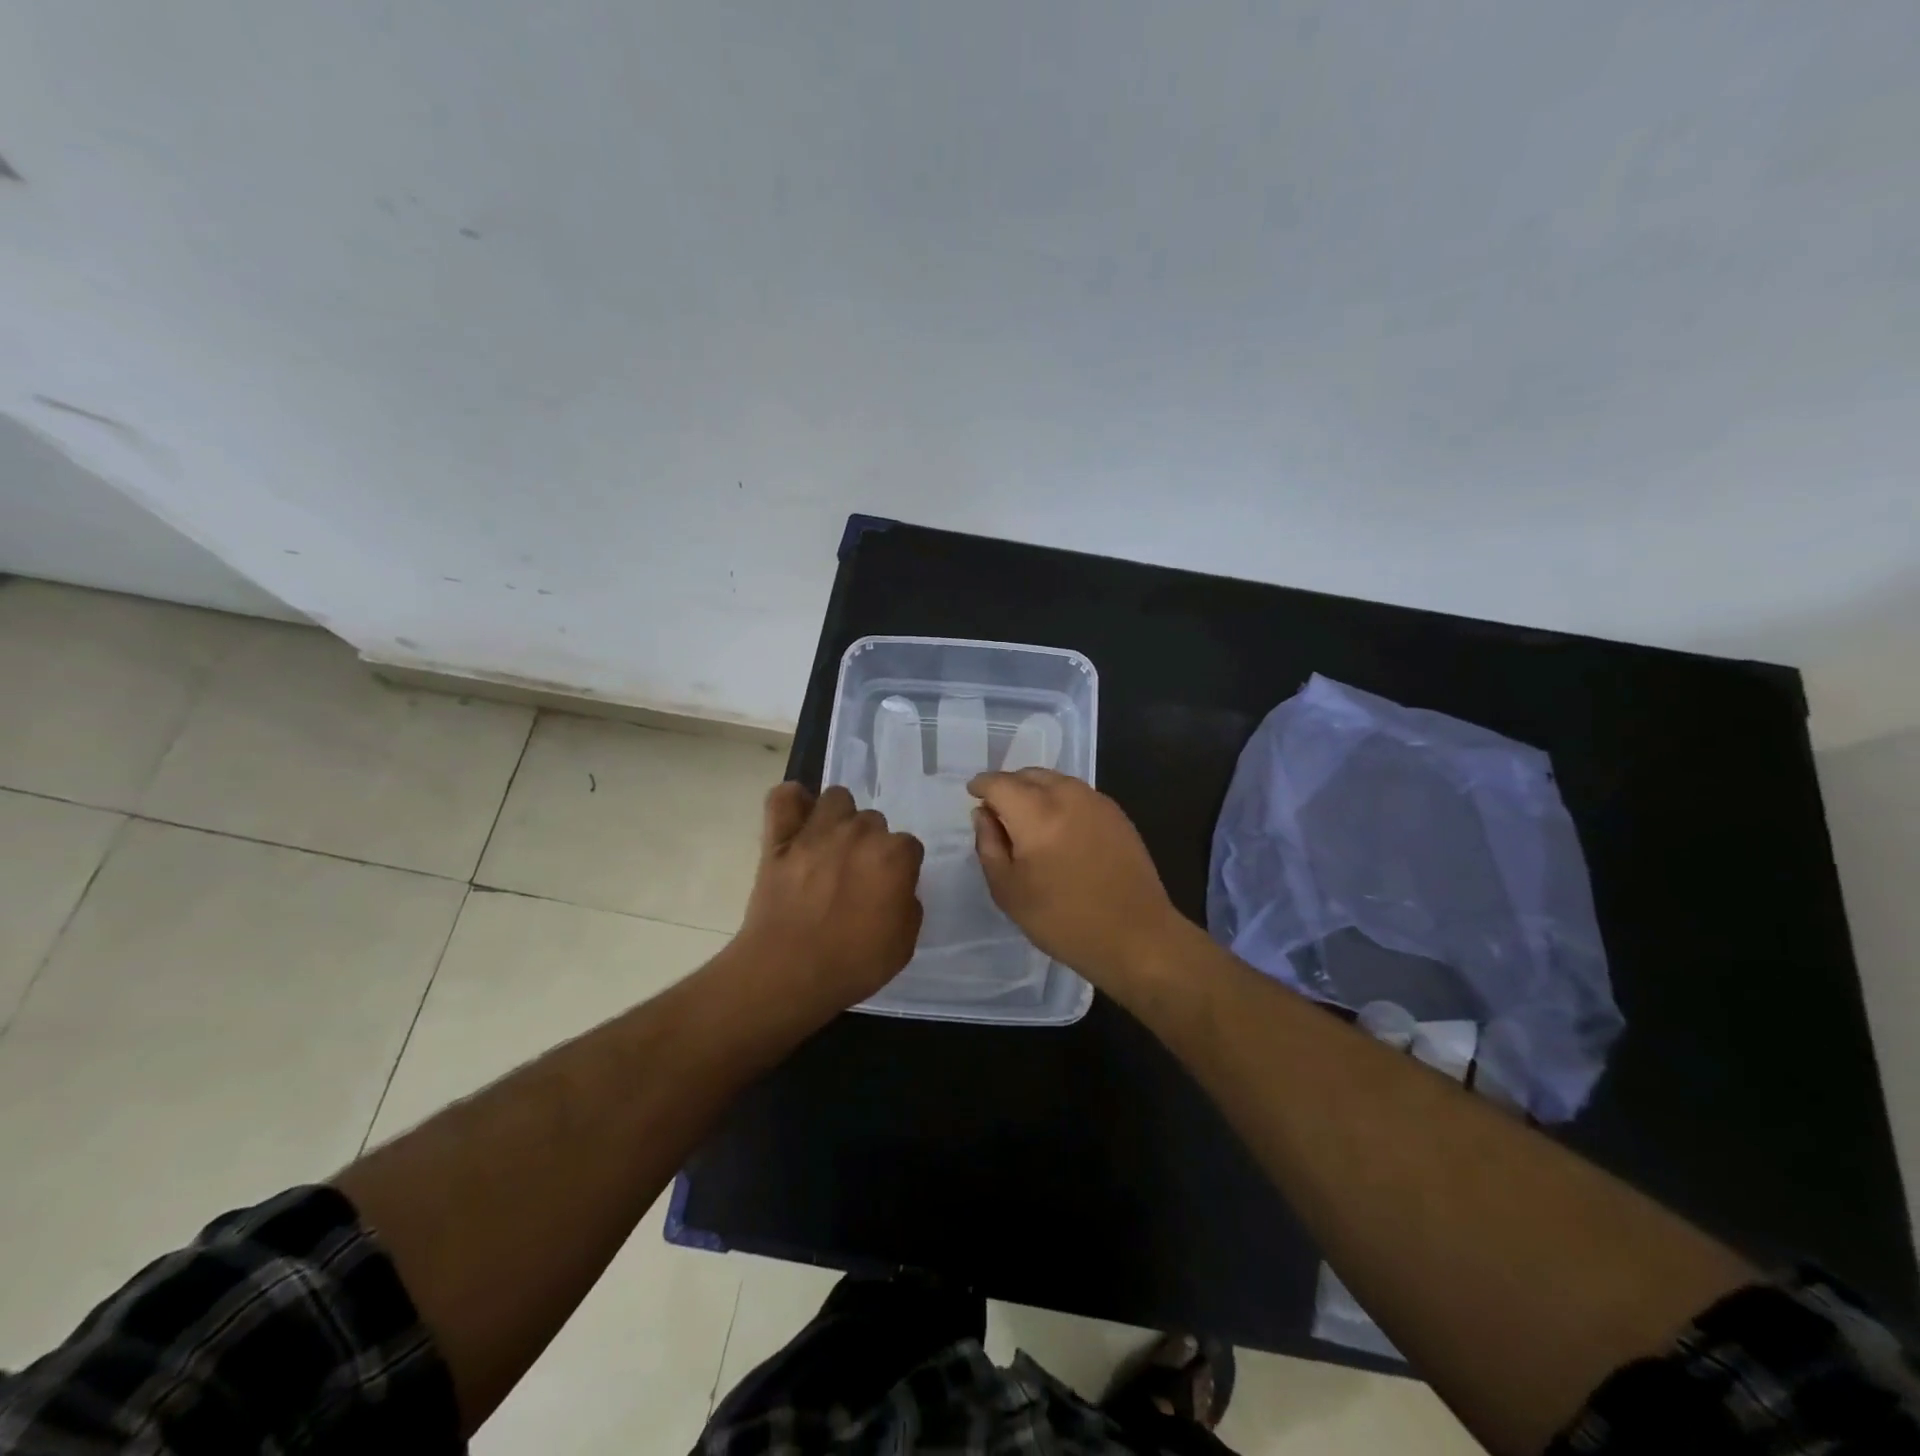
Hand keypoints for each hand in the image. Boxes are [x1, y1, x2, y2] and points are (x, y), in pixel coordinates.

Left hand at [735, 783, 924, 1014]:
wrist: (788, 973)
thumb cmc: (853, 964)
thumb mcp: (903, 944)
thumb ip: (907, 905)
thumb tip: (897, 888)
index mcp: (894, 856)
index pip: (909, 846)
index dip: (900, 869)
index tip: (889, 890)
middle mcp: (859, 832)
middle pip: (873, 822)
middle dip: (870, 845)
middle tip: (857, 876)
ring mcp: (817, 831)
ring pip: (837, 799)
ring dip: (839, 819)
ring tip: (830, 846)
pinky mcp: (779, 838)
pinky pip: (785, 797)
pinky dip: (793, 802)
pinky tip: (798, 820)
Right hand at [969, 768, 1181, 984]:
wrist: (1136, 937)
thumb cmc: (1063, 920)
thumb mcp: (1009, 891)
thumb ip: (989, 845)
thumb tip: (983, 814)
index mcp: (1036, 813)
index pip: (999, 783)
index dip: (981, 785)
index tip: (972, 794)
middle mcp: (1067, 795)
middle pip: (1029, 775)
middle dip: (1008, 786)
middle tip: (998, 811)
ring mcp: (1097, 801)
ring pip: (1055, 781)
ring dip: (1035, 791)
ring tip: (1027, 820)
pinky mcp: (1117, 814)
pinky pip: (1078, 794)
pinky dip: (1060, 800)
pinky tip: (1059, 829)